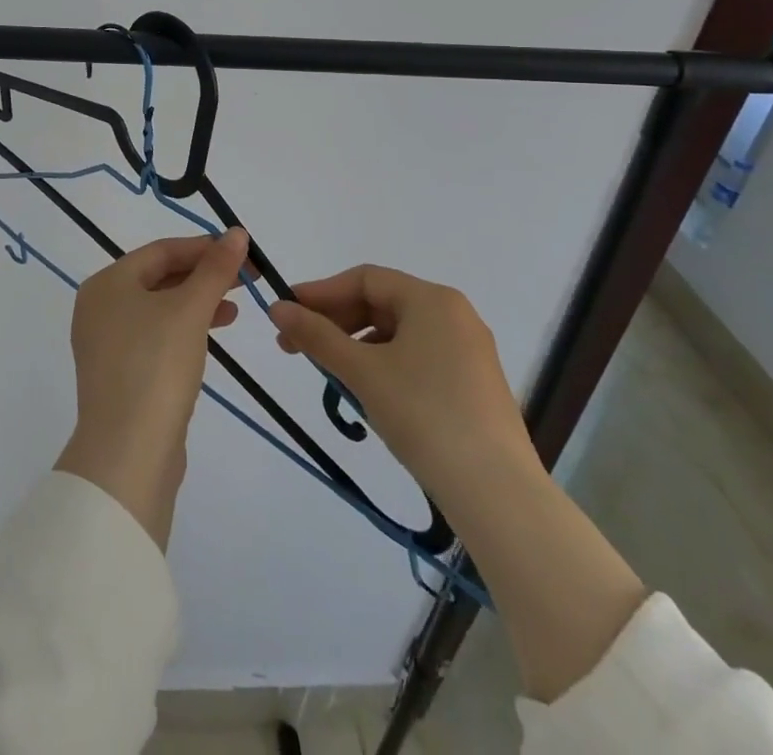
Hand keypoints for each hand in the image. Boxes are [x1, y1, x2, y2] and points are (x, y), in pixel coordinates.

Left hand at [54, 230, 251, 548]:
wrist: (128, 453)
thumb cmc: (156, 366)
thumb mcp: (190, 310)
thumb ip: (215, 269)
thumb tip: (237, 233)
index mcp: (107, 283)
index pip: (161, 250)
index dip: (204, 247)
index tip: (242, 252)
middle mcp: (99, 307)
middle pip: (158, 277)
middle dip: (203, 276)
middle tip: (245, 280)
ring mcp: (106, 343)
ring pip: (159, 309)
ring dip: (197, 303)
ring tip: (234, 309)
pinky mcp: (119, 374)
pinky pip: (155, 337)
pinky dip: (184, 330)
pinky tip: (210, 337)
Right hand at [267, 265, 536, 522]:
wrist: (496, 493)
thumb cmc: (423, 414)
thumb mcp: (362, 371)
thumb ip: (316, 335)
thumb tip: (277, 307)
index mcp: (432, 299)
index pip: (365, 279)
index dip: (321, 292)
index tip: (286, 313)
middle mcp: (454, 315)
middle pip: (382, 303)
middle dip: (335, 322)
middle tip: (296, 346)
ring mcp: (469, 351)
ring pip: (399, 333)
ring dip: (357, 346)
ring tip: (330, 374)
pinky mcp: (474, 385)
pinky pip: (418, 358)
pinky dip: (385, 365)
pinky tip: (368, 392)